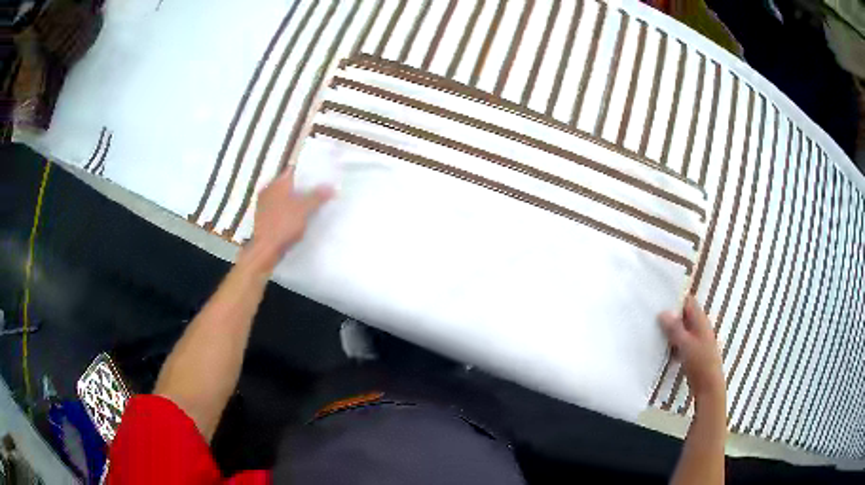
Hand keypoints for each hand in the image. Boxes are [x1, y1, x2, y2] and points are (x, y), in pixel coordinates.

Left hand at [247, 166, 332, 269]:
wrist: (265, 250)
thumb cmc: (283, 225)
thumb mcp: (304, 209)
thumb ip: (317, 196)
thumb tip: (331, 186)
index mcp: (277, 183)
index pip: (294, 171)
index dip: (308, 173)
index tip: (321, 177)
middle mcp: (268, 190)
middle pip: (289, 185)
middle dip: (303, 188)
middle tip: (319, 191)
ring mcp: (264, 205)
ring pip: (284, 198)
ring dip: (295, 201)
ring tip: (312, 205)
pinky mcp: (264, 219)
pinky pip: (280, 210)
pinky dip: (289, 211)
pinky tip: (299, 218)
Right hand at [659, 295, 724, 400]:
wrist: (709, 385)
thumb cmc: (699, 362)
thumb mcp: (685, 344)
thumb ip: (674, 328)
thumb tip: (662, 312)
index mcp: (700, 320)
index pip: (688, 301)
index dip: (675, 300)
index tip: (659, 303)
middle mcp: (700, 326)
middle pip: (684, 315)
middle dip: (670, 317)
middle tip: (653, 319)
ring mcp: (698, 339)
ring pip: (682, 330)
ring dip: (671, 332)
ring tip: (654, 334)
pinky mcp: (694, 351)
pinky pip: (682, 342)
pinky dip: (673, 344)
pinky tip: (663, 351)